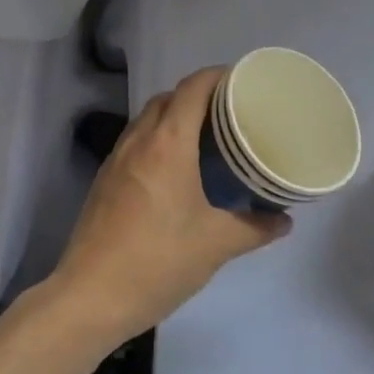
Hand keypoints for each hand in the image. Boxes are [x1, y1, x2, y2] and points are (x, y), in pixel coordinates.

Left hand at [51, 68, 291, 346]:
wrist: (90, 297)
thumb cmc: (158, 261)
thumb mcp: (216, 245)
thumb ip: (255, 227)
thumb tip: (284, 220)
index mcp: (168, 143)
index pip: (192, 88)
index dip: (218, 76)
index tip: (243, 83)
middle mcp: (139, 141)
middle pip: (168, 97)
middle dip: (198, 95)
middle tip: (230, 114)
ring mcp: (116, 160)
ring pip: (147, 119)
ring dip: (174, 117)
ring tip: (206, 138)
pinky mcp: (104, 181)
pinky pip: (135, 143)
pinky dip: (157, 140)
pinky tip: (175, 171)